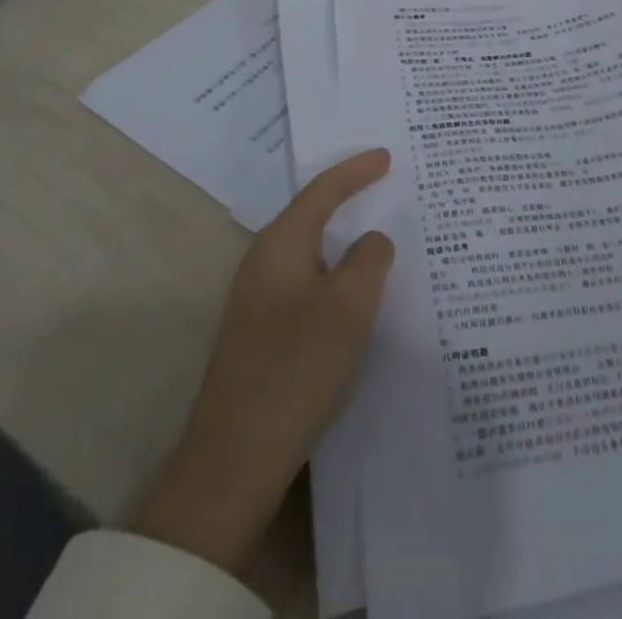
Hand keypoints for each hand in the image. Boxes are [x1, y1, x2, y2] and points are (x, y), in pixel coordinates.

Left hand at [133, 149, 395, 573]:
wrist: (234, 464)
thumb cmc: (295, 369)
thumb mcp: (349, 306)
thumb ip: (369, 259)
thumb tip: (372, 241)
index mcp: (279, 246)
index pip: (322, 191)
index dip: (356, 170)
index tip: (387, 157)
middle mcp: (264, 265)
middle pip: (313, 216)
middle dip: (349, 198)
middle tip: (386, 184)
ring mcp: (260, 303)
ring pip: (313, 254)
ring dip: (346, 243)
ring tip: (383, 236)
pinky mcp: (265, 336)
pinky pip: (311, 286)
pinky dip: (340, 277)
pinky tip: (361, 294)